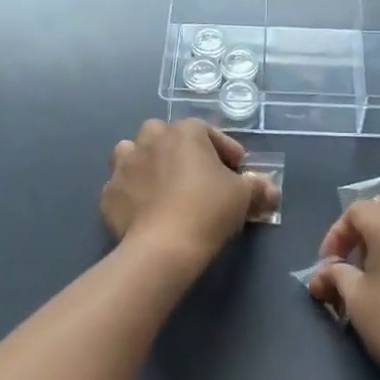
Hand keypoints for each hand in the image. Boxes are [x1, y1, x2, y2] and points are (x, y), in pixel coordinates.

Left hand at [102, 120, 278, 268]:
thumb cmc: (208, 210)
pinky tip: (144, 211)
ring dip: (147, 164)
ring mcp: (124, 166)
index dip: (225, 151)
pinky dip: (132, 194)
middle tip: (196, 176)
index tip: (236, 170)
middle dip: (179, 150)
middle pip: (165, 136)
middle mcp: (150, 140)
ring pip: (133, 153)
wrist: (163, 248)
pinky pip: (122, 186)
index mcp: (184, 132)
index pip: (208, 132)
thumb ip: (258, 188)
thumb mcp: (243, 197)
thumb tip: (271, 191)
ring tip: (162, 187)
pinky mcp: (108, 194)